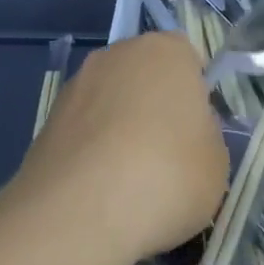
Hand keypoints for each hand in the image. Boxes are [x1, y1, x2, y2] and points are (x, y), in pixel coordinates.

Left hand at [5, 32, 229, 264]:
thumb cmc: (167, 176)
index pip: (187, 58)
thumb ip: (204, 137)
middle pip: (144, 76)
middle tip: (167, 156)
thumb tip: (183, 136)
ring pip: (110, 103)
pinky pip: (83, 131)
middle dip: (154, 107)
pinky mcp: (46, 121)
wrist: (79, 213)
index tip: (197, 131)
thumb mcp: (217, 163)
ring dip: (119, 130)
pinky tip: (100, 190)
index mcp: (166, 51)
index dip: (194, 94)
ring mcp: (75, 86)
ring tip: (130, 182)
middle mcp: (116, 55)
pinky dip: (92, 152)